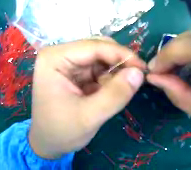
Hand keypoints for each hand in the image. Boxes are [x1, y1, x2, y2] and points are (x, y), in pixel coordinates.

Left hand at [29, 38, 145, 158]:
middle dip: (118, 64)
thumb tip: (140, 73)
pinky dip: (108, 80)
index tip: (143, 69)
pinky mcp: (72, 74)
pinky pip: (97, 70)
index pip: (93, 46)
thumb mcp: (90, 116)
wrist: (47, 143)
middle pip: (97, 49)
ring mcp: (65, 64)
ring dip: (114, 73)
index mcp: (54, 58)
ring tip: (121, 92)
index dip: (121, 55)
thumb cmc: (61, 131)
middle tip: (137, 79)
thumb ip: (116, 94)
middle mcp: (59, 55)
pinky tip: (109, 93)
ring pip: (100, 59)